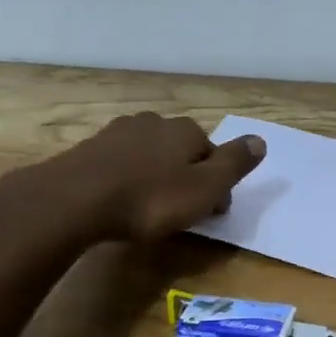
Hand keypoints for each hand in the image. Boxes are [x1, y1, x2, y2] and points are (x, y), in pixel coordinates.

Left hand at [53, 112, 265, 243]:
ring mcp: (119, 132)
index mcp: (186, 130)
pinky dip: (128, 179)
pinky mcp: (91, 149)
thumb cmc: (149, 199)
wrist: (74, 200)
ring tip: (150, 208)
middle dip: (186, 177)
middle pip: (182, 151)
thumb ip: (234, 164)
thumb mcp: (204, 188)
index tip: (213, 214)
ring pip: (151, 155)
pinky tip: (121, 201)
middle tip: (183, 213)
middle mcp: (155, 122)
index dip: (217, 185)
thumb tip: (261, 140)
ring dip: (156, 176)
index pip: (213, 155)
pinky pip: (122, 163)